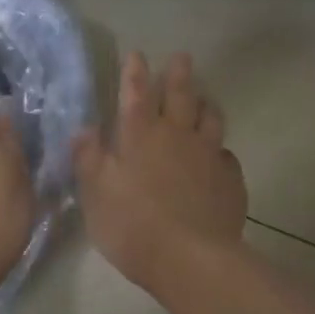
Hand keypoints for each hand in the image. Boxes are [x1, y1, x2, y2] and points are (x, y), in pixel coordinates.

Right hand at [74, 51, 246, 292]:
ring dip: (205, 104)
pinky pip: (227, 156)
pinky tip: (219, 157)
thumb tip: (83, 128)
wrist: (192, 260)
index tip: (136, 53)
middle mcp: (176, 135)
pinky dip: (221, 151)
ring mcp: (208, 155)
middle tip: (182, 57)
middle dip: (179, 73)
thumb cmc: (133, 225)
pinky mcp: (230, 180)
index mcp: (141, 135)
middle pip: (180, 95)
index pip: (136, 93)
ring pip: (210, 118)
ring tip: (204, 99)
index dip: (135, 71)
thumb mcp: (96, 193)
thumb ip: (88, 158)